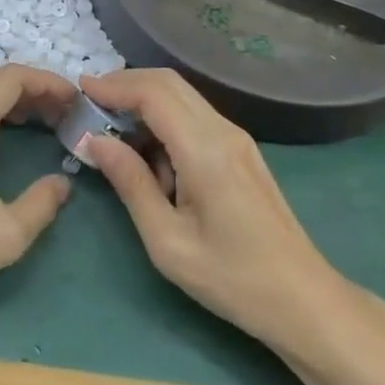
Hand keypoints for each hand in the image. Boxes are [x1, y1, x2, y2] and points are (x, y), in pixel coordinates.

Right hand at [82, 69, 352, 354]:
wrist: (304, 302)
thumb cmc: (232, 279)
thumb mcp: (167, 241)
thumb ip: (130, 184)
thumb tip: (94, 141)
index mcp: (205, 150)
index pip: (153, 94)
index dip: (114, 85)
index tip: (79, 90)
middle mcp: (223, 131)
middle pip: (169, 83)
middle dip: (125, 83)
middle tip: (90, 103)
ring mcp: (237, 138)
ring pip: (182, 95)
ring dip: (144, 99)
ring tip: (109, 126)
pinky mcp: (241, 151)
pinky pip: (194, 116)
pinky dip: (163, 116)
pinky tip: (146, 149)